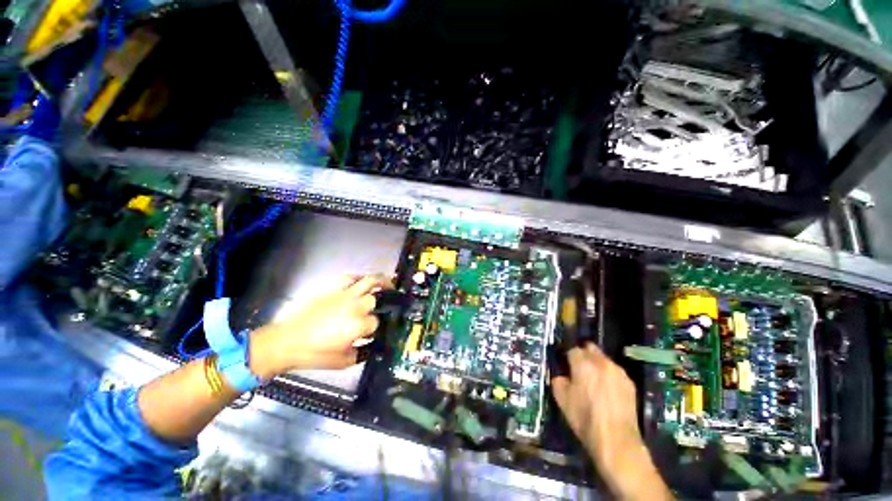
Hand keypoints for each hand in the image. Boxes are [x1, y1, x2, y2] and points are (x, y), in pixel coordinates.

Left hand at [248, 274, 391, 377]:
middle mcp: (355, 306)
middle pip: (376, 300)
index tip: (371, 331)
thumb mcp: (344, 362)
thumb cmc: (314, 354)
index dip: (375, 328)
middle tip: (382, 307)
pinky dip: (359, 278)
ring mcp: (344, 295)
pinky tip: (362, 282)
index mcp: (358, 326)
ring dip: (382, 281)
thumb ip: (364, 352)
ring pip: (370, 281)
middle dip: (379, 305)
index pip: (376, 322)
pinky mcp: (333, 288)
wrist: (286, 342)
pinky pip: (350, 277)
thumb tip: (374, 344)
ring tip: (388, 283)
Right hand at [552, 344, 671, 499]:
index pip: (572, 350)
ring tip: (595, 381)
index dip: (568, 358)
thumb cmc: (584, 418)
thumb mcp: (561, 399)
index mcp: (582, 363)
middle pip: (590, 348)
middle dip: (584, 355)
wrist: (616, 440)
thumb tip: (562, 376)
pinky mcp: (630, 383)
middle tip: (579, 369)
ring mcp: (618, 372)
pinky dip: (609, 376)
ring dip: (597, 365)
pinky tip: (608, 391)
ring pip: (604, 359)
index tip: (566, 366)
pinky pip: (615, 372)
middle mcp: (601, 362)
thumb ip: (558, 380)